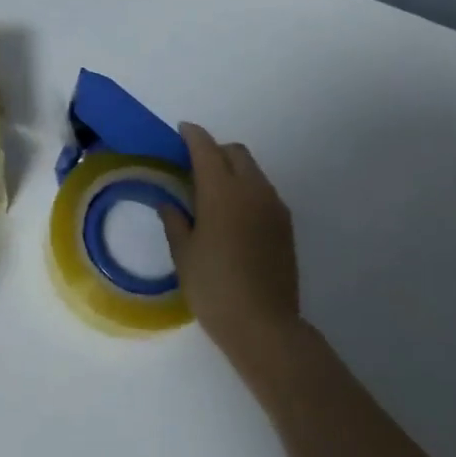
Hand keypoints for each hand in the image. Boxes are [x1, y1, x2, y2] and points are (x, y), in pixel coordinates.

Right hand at [159, 122, 300, 366]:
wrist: (264, 326)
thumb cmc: (214, 287)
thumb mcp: (184, 254)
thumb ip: (175, 221)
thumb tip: (169, 203)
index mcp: (222, 191)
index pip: (206, 148)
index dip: (193, 136)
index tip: (181, 131)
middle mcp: (252, 190)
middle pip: (235, 153)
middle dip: (214, 150)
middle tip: (193, 165)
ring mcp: (274, 207)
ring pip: (253, 171)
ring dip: (233, 170)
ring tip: (212, 192)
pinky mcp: (286, 226)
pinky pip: (264, 192)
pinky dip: (247, 189)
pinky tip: (233, 214)